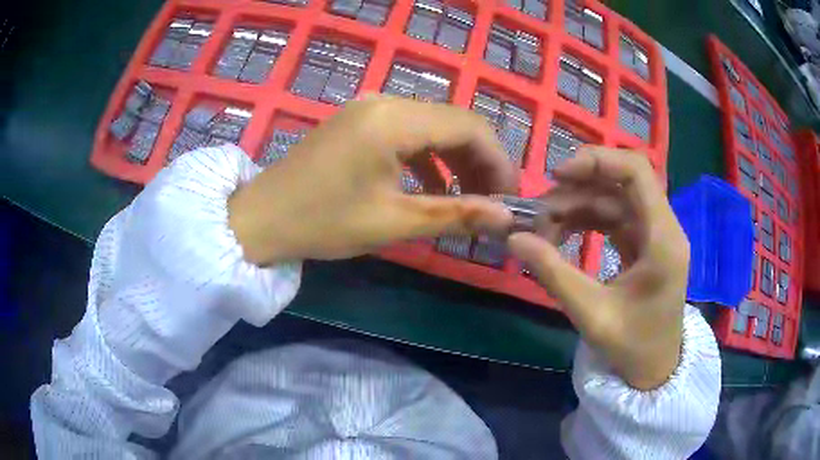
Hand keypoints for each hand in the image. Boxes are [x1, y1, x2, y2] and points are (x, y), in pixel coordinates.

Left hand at [228, 97, 516, 264]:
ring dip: (457, 161)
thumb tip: (505, 217)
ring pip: (434, 127)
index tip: (510, 198)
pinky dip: (430, 159)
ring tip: (470, 200)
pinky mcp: (360, 121)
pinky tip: (435, 188)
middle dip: (482, 162)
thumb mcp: (393, 223)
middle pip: (455, 122)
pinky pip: (409, 133)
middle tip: (493, 204)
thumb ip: (455, 215)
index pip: (471, 127)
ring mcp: (370, 108)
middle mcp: (386, 102)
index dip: (500, 161)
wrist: (261, 218)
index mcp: (394, 120)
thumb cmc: (322, 222)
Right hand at [508, 148, 688, 389]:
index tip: (557, 175)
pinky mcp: (644, 245)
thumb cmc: (632, 347)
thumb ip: (554, 273)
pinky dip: (586, 221)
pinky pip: (614, 219)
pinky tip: (562, 233)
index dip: (597, 161)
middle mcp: (663, 228)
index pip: (637, 172)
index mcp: (662, 239)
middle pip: (621, 183)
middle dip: (577, 189)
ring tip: (542, 227)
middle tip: (538, 212)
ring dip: (578, 206)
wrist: (654, 371)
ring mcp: (654, 235)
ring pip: (614, 200)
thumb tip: (514, 239)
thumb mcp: (591, 314)